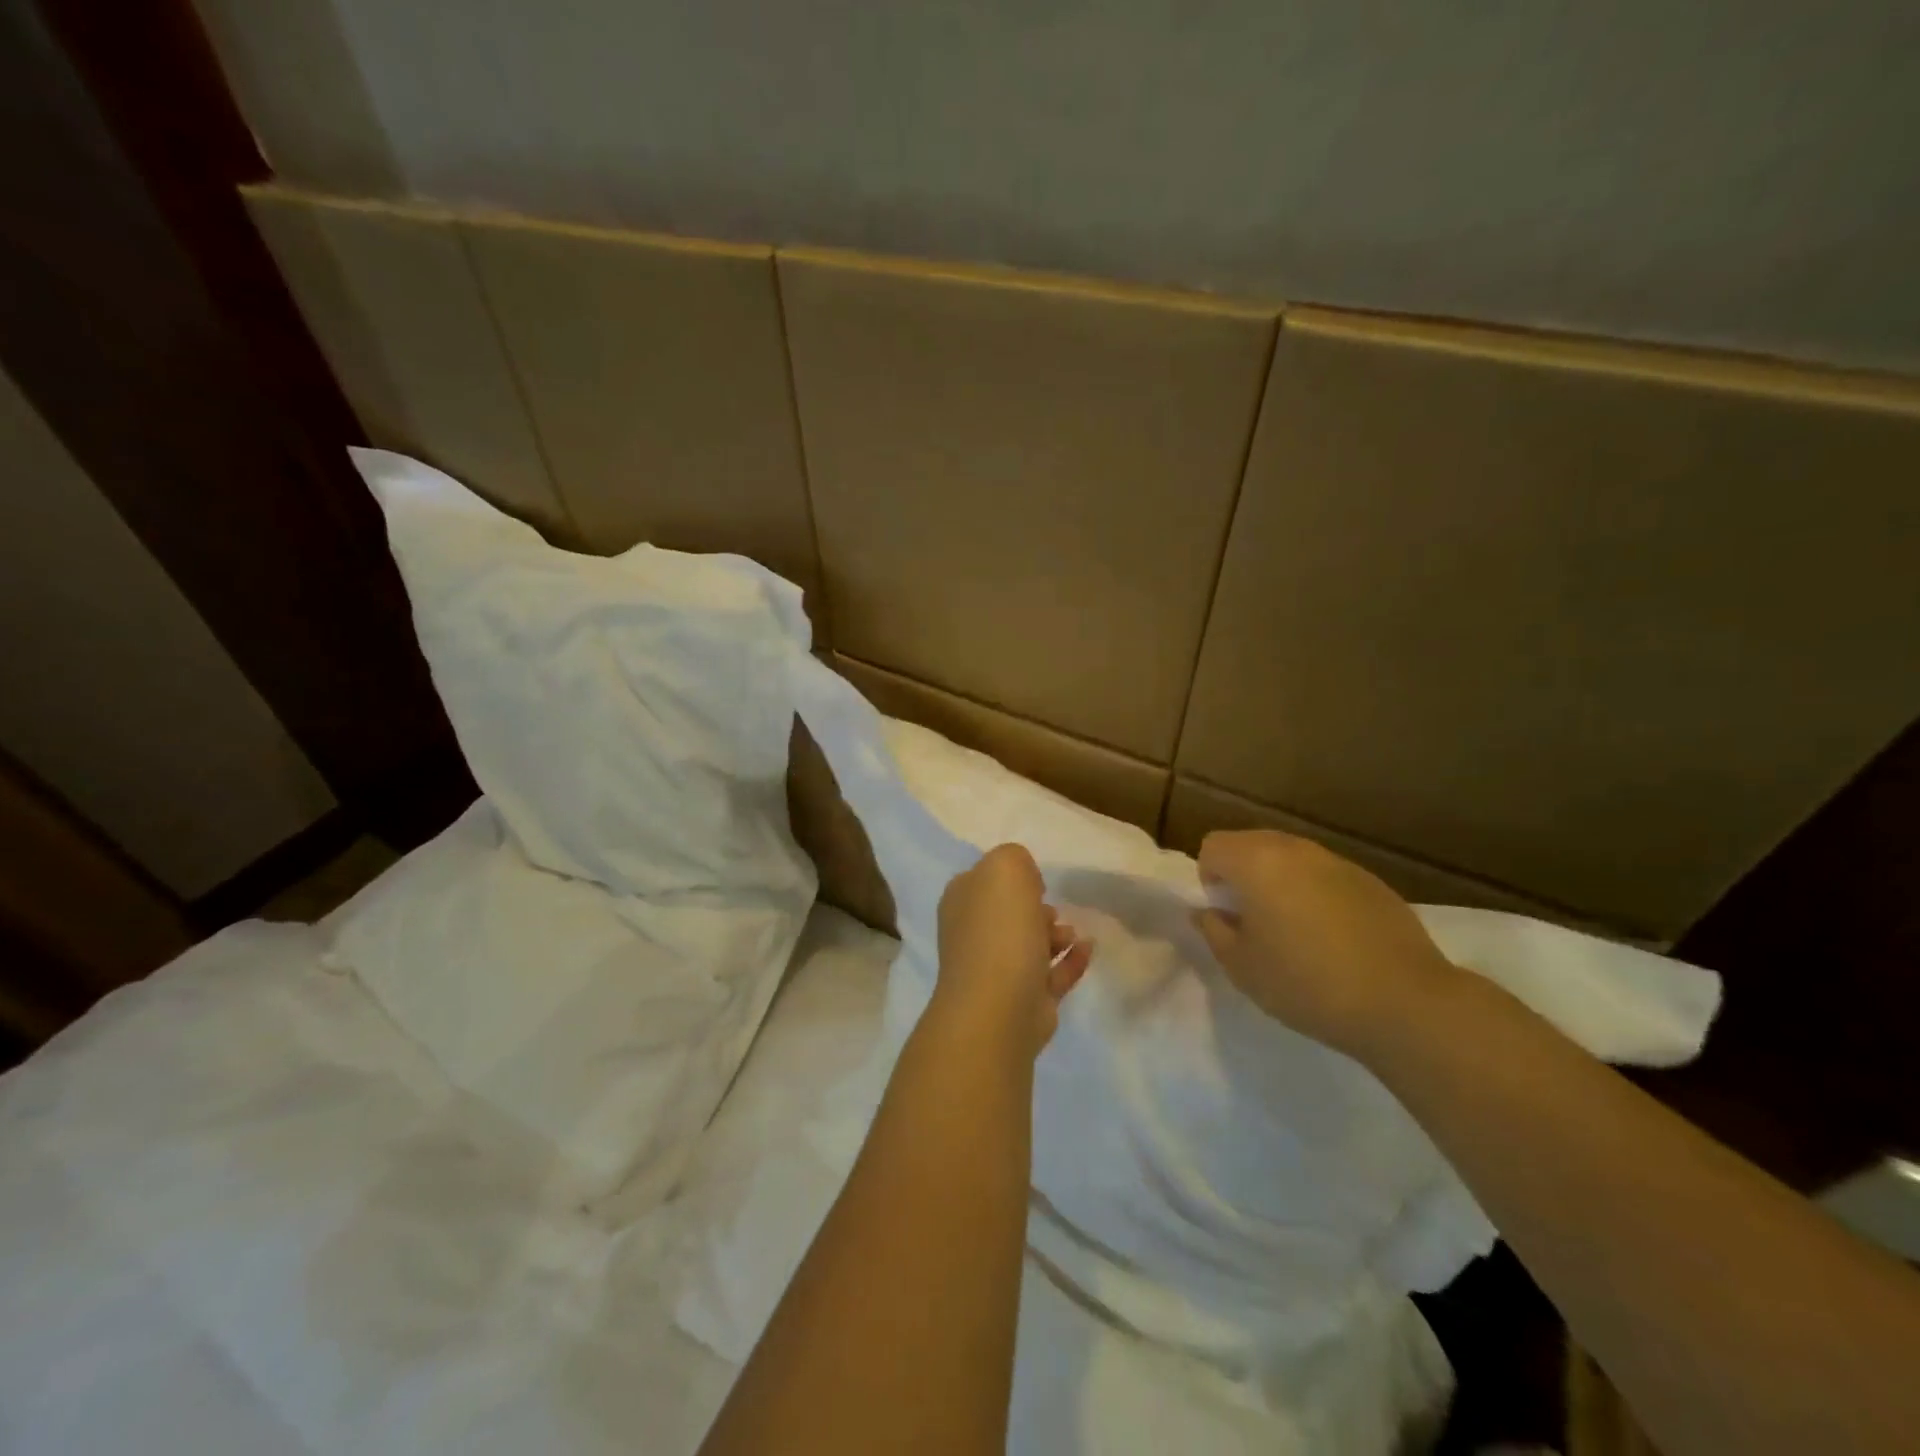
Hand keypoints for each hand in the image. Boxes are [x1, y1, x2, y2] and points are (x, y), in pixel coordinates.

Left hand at [934, 844, 1091, 1054]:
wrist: (999, 1005)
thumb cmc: (999, 929)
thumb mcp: (1005, 868)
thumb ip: (1014, 858)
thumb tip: (1025, 880)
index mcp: (961, 902)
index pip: (984, 880)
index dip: (1011, 876)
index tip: (1034, 879)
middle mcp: (973, 934)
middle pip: (1008, 913)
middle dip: (1034, 908)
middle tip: (1050, 908)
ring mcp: (997, 970)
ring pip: (1030, 944)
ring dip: (1055, 934)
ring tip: (1069, 934)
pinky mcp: (1025, 999)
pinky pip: (1052, 973)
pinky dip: (1071, 959)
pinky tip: (1088, 948)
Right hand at [1190, 830, 1459, 1059]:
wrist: (1405, 1003)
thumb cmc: (1307, 984)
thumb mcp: (1242, 967)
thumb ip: (1214, 931)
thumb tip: (1207, 912)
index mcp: (1256, 862)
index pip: (1212, 846)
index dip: (1210, 879)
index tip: (1227, 916)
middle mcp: (1295, 849)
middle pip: (1251, 844)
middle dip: (1243, 875)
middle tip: (1254, 922)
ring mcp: (1337, 862)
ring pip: (1290, 858)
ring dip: (1280, 883)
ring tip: (1295, 931)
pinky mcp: (1371, 881)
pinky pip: (1326, 876)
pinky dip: (1317, 894)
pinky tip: (1335, 938)